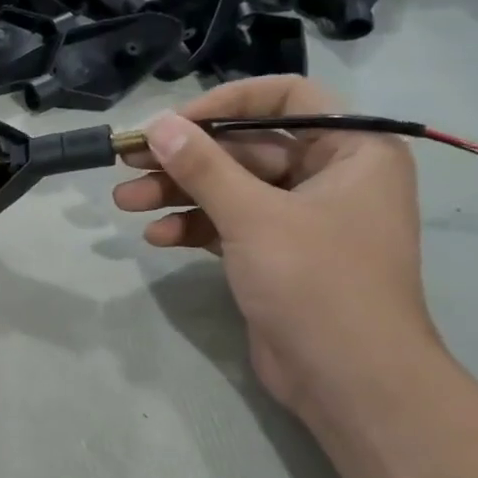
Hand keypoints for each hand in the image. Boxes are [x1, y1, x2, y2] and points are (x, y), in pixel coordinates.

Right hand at [113, 76, 437, 416]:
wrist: (347, 379)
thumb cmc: (316, 282)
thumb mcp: (253, 216)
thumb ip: (202, 167)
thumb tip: (156, 125)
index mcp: (352, 150)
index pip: (286, 98)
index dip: (225, 104)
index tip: (173, 123)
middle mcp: (330, 176)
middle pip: (246, 148)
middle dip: (185, 158)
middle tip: (128, 160)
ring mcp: (301, 219)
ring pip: (231, 189)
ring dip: (178, 194)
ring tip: (125, 201)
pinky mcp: (275, 255)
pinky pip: (229, 225)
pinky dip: (194, 227)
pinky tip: (157, 236)